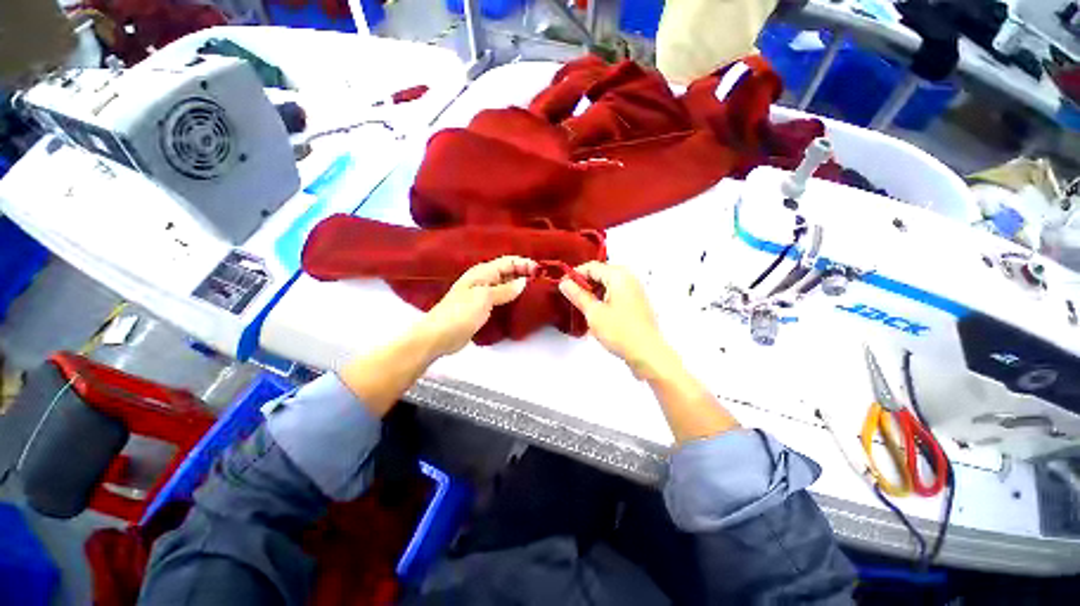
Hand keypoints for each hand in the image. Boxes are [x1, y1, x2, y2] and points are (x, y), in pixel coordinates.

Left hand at [418, 256, 536, 357]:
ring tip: (537, 292)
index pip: (508, 262)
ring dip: (520, 287)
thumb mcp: (484, 297)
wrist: (438, 336)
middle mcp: (484, 280)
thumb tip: (524, 282)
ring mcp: (483, 295)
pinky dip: (512, 299)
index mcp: (483, 272)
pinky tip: (522, 304)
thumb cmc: (460, 313)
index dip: (525, 264)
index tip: (541, 271)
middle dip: (525, 274)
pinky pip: (502, 299)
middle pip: (508, 272)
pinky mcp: (483, 308)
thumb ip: (505, 289)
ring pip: (506, 286)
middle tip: (543, 282)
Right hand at [558, 262, 675, 378]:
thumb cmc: (620, 332)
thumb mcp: (593, 313)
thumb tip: (565, 283)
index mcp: (619, 276)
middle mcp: (629, 278)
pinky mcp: (637, 302)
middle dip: (585, 285)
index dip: (575, 275)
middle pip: (601, 274)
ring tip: (584, 309)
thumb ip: (578, 295)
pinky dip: (604, 299)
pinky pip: (616, 294)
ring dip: (594, 293)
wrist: (648, 353)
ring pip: (608, 285)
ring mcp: (635, 290)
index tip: (563, 286)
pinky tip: (598, 314)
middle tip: (572, 299)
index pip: (592, 267)